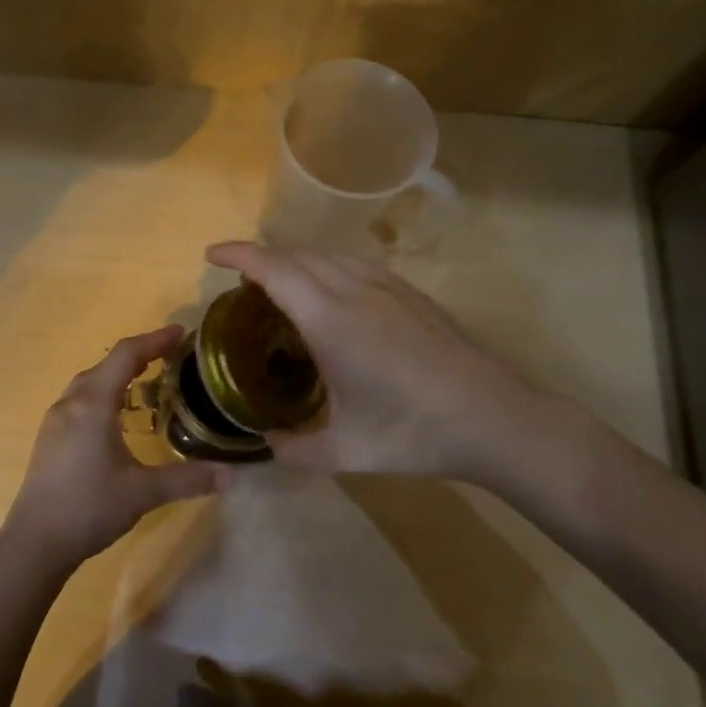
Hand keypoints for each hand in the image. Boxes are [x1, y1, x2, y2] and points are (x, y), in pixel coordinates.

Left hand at [4, 326, 221, 568]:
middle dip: (139, 354)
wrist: (34, 542)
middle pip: (107, 364)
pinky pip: (80, 399)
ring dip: (118, 373)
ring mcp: (56, 419)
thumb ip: (188, 479)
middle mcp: (71, 402)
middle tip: (170, 356)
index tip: (180, 333)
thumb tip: (232, 475)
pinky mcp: (50, 437)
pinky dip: (104, 392)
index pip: (126, 355)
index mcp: (94, 403)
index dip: (154, 340)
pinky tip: (116, 415)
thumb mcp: (144, 492)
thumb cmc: (89, 507)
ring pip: (90, 381)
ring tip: (147, 380)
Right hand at [206, 242, 546, 478]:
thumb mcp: (344, 451)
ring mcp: (388, 287)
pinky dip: (327, 267)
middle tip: (241, 286)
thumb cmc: (413, 432)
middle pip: (297, 255)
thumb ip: (294, 449)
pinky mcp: (411, 293)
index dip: (238, 255)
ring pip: (328, 255)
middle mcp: (355, 289)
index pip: (273, 269)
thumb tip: (266, 444)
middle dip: (262, 259)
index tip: (211, 255)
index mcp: (330, 319)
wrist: (494, 418)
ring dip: (295, 261)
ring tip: (281, 287)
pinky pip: (355, 264)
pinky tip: (331, 295)